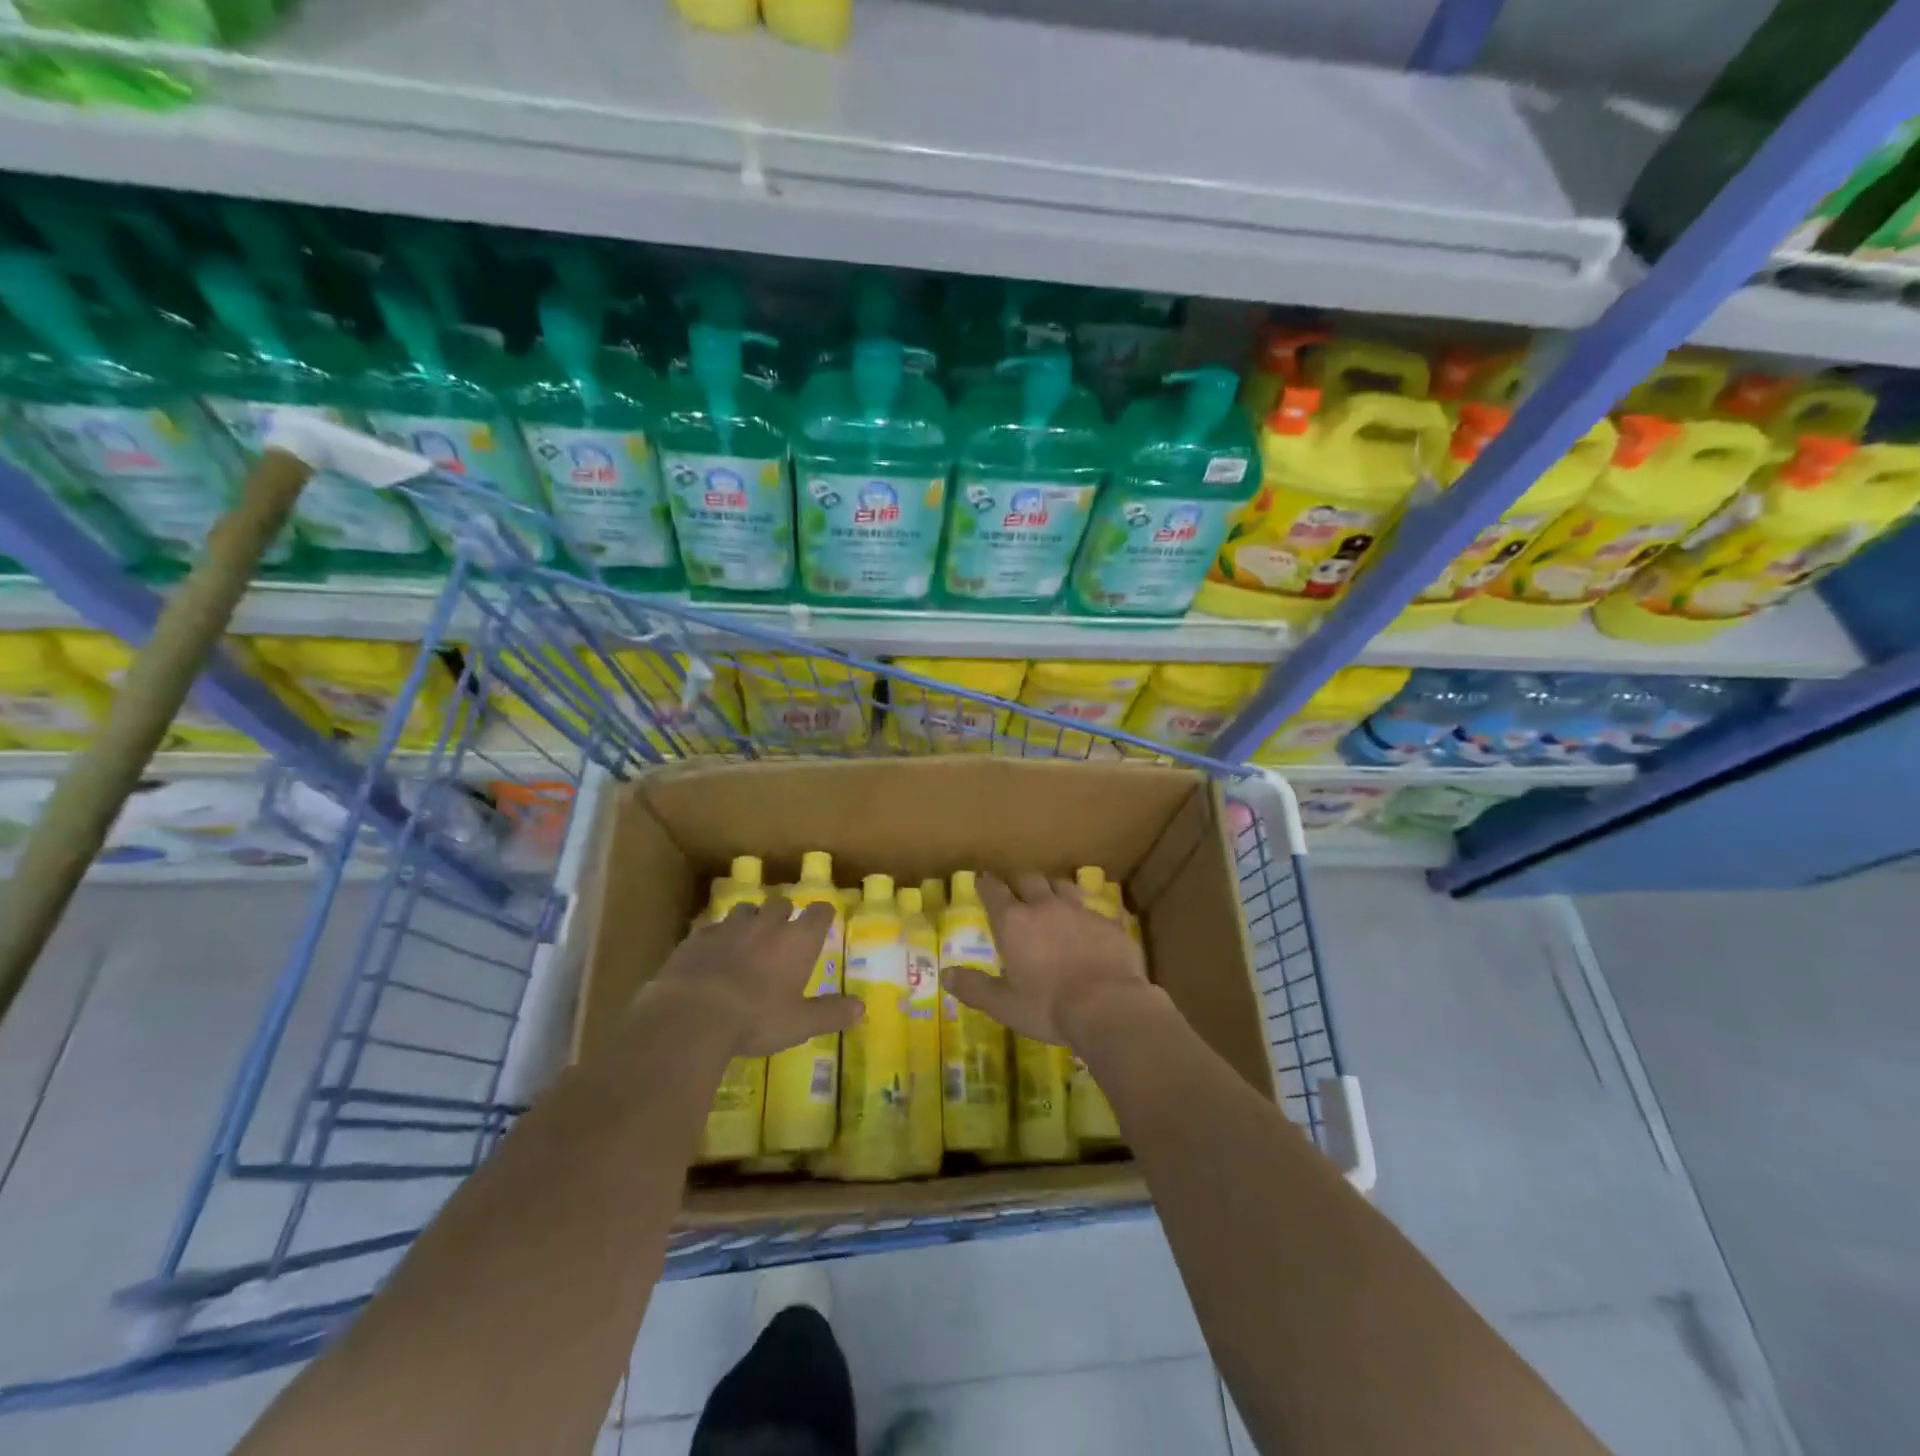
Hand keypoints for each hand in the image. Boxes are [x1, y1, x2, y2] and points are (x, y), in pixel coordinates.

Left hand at [644, 896, 861, 1056]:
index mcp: (797, 940)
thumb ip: (831, 1013)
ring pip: (745, 908)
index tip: (823, 920)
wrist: (691, 1015)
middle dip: (784, 914)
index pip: (819, 912)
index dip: (822, 914)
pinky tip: (712, 952)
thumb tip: (862, 1009)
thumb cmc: (755, 1019)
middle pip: (781, 904)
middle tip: (783, 933)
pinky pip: (712, 927)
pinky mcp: (698, 937)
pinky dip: (717, 936)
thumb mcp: (800, 1024)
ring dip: (750, 918)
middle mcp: (767, 924)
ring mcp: (729, 926)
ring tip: (748, 937)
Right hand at [944, 873, 1154, 1047]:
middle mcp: (1045, 906)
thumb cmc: (1048, 1007)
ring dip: (1051, 888)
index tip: (982, 881)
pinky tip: (1086, 924)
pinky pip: (1091, 907)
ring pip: (1061, 886)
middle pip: (1028, 879)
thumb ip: (975, 987)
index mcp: (1015, 922)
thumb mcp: (1004, 1004)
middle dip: (1018, 881)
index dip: (986, 884)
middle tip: (1014, 888)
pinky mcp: (1107, 922)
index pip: (994, 891)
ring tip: (1050, 897)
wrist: (1109, 1006)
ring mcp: (1079, 910)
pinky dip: (1083, 911)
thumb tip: (947, 974)